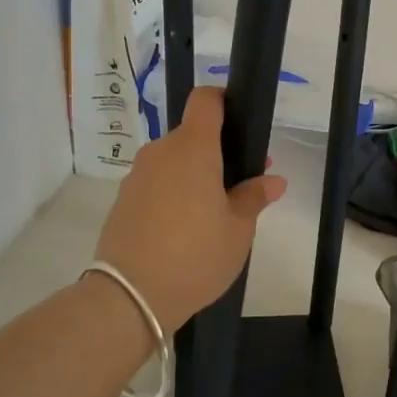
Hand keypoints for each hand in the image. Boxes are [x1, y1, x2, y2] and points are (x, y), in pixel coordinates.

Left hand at [94, 87, 285, 326]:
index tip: (241, 123)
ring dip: (194, 175)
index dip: (224, 101)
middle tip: (241, 184)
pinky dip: (173, 194)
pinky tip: (184, 229)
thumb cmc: (195, 255)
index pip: (205, 100)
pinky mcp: (123, 200)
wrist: (129, 296)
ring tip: (213, 213)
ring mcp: (137, 176)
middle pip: (192, 135)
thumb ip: (254, 197)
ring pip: (173, 162)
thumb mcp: (238, 230)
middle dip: (218, 152)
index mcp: (193, 148)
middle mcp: (161, 152)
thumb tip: (273, 180)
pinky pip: (156, 184)